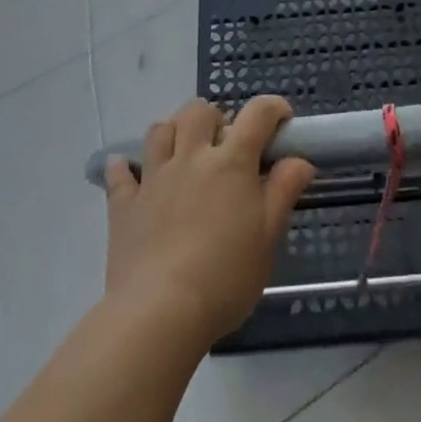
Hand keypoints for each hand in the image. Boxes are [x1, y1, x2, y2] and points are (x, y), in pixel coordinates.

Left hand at [103, 96, 315, 349]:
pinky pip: (120, 172)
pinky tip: (130, 171)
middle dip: (215, 118)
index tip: (282, 122)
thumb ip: (284, 191)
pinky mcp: (124, 204)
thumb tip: (300, 159)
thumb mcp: (268, 236)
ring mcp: (154, 178)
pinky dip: (125, 166)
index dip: (274, 108)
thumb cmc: (225, 276)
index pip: (257, 114)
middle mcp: (190, 157)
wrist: (160, 313)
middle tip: (226, 144)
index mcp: (231, 163)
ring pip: (159, 130)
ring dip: (174, 131)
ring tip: (184, 151)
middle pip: (198, 111)